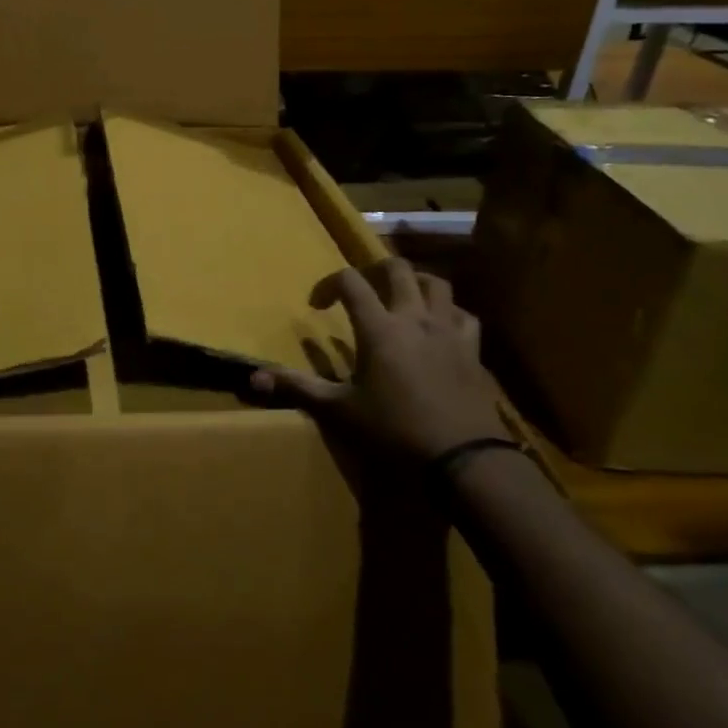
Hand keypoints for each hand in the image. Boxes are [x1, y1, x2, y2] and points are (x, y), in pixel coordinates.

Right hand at [251, 253, 501, 464]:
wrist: (463, 458)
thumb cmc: (394, 430)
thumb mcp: (339, 411)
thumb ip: (298, 388)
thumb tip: (254, 377)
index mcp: (379, 328)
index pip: (351, 281)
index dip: (329, 284)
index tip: (317, 306)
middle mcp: (415, 318)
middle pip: (398, 269)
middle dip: (375, 270)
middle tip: (362, 290)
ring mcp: (449, 331)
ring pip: (437, 284)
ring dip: (415, 283)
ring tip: (401, 298)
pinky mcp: (473, 350)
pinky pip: (463, 315)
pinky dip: (449, 312)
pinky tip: (440, 328)